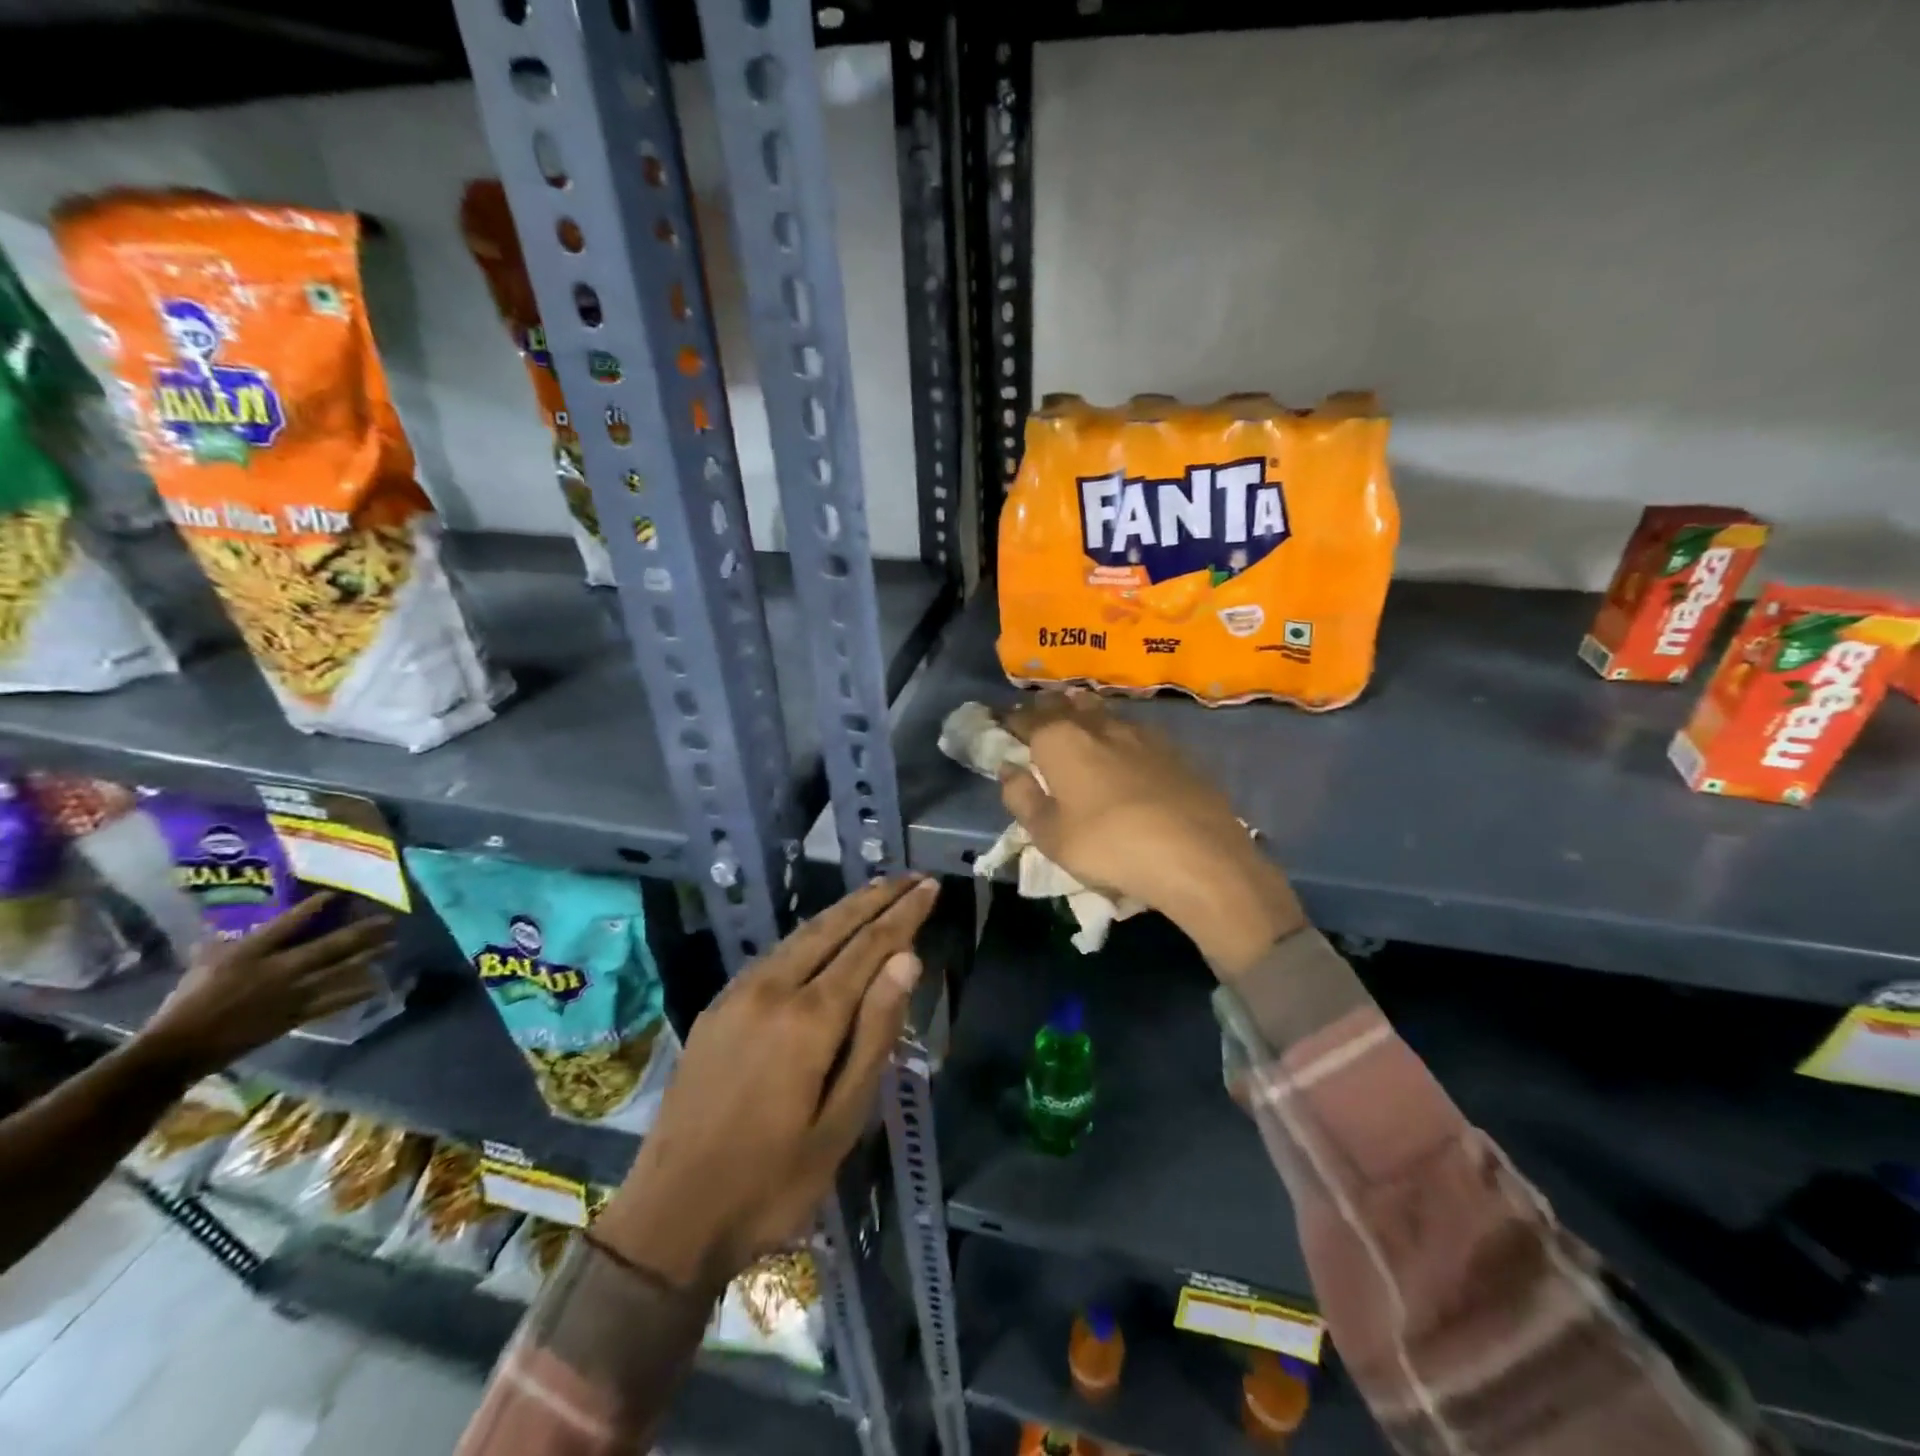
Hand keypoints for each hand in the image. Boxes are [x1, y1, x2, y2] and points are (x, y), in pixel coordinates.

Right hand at [140, 894, 390, 1074]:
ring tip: (393, 945)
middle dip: (362, 932)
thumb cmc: (188, 1002)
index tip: (335, 894)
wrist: (181, 1047)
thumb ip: (220, 942)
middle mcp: (280, 969)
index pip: (287, 924)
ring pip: (340, 970)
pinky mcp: (297, 1014)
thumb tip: (223, 926)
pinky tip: (376, 985)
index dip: (312, 907)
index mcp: (251, 954)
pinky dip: (356, 992)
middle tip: (389, 921)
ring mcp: (292, 992)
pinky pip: (334, 1001)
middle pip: (330, 946)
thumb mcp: (202, 964)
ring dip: (369, 957)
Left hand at [597, 876, 937, 1293]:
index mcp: (808, 1019)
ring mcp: (738, 994)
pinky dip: (811, 934)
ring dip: (843, 910)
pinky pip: (775, 954)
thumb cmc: (771, 1182)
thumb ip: (874, 1034)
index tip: (930, 887)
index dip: (902, 915)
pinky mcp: (718, 1008)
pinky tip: (824, 934)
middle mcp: (771, 990)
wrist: (669, 1219)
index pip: (868, 948)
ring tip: (877, 890)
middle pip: (832, 927)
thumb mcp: (841, 1122)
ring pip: (801, 935)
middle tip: (911, 877)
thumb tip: (906, 961)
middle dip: (876, 898)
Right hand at [1001, 689, 1305, 974]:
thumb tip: (1008, 769)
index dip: (1012, 721)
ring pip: (1104, 712)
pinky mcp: (1174, 749)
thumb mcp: (1049, 835)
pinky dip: (1118, 731)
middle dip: (1048, 708)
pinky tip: (1123, 744)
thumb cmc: (1108, 846)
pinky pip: (1135, 729)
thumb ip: (1022, 798)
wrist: (1196, 855)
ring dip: (1085, 712)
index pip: (1027, 720)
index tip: (1003, 723)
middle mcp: (1098, 726)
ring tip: (1077, 716)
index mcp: (1060, 741)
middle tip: (1039, 715)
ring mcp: (1141, 734)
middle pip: (1067, 705)